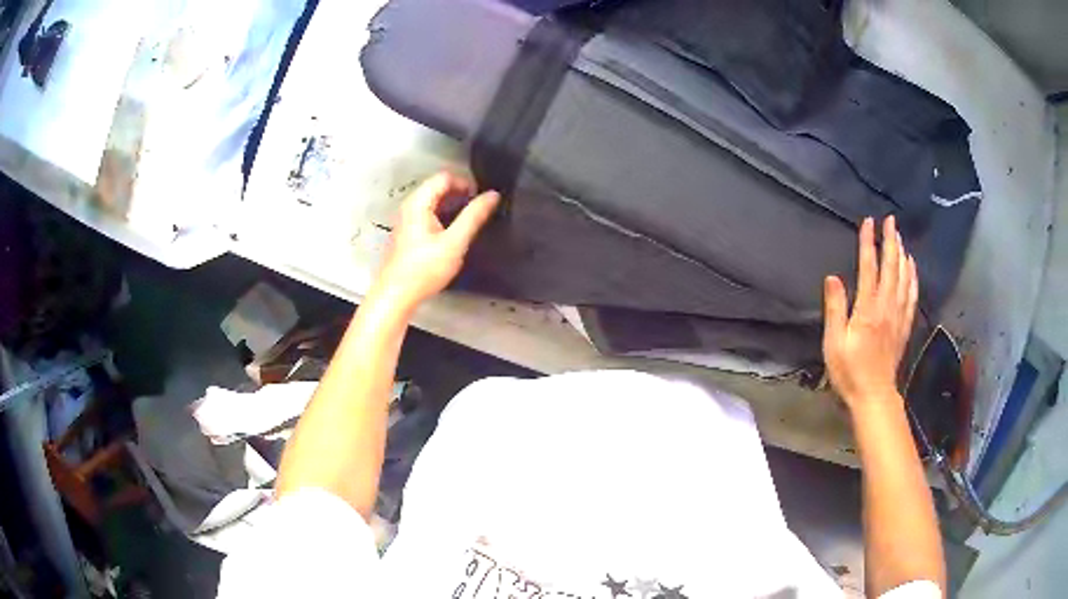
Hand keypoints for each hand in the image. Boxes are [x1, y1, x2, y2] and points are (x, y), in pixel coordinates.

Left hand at [373, 173, 499, 310]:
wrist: (396, 294)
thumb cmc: (423, 269)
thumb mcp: (455, 242)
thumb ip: (474, 216)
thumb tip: (492, 196)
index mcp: (418, 203)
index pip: (445, 177)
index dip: (466, 183)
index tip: (481, 198)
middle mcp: (409, 207)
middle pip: (438, 187)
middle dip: (460, 194)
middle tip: (479, 209)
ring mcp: (407, 220)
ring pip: (434, 202)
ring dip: (453, 206)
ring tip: (470, 222)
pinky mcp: (408, 233)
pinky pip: (428, 215)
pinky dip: (444, 217)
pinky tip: (454, 234)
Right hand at [823, 216, 917, 409]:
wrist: (873, 396)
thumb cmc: (849, 371)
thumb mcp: (834, 343)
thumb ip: (835, 309)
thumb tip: (833, 277)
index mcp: (868, 309)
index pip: (869, 268)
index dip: (869, 243)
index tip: (868, 222)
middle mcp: (887, 307)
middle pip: (891, 267)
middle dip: (891, 241)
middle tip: (891, 220)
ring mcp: (898, 316)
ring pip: (904, 278)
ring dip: (902, 255)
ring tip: (900, 237)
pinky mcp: (904, 326)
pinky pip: (911, 295)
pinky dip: (913, 277)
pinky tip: (912, 267)